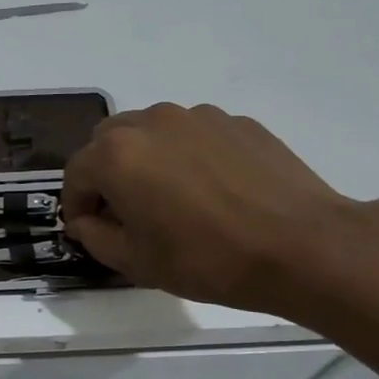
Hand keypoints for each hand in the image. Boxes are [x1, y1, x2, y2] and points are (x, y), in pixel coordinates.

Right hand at [60, 103, 368, 315]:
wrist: (303, 246)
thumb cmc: (207, 259)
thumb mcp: (136, 262)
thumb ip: (95, 236)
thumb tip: (86, 221)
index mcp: (117, 154)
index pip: (76, 173)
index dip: (75, 204)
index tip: (87, 228)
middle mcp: (151, 122)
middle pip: (108, 141)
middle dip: (106, 173)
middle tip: (126, 211)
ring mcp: (198, 116)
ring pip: (152, 132)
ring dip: (147, 159)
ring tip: (172, 198)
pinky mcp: (237, 121)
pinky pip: (194, 135)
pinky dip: (188, 156)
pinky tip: (213, 191)